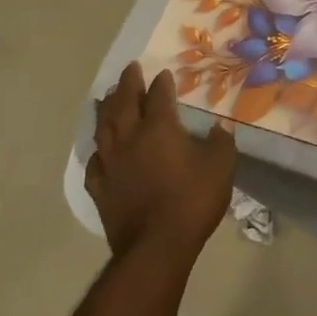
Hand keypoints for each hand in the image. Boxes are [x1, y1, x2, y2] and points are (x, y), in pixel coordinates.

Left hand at [85, 62, 235, 264]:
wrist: (157, 245)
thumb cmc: (193, 199)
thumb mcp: (221, 166)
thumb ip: (221, 142)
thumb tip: (220, 126)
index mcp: (160, 129)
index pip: (158, 96)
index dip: (161, 83)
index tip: (163, 73)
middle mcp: (130, 139)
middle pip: (124, 103)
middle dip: (128, 84)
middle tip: (130, 69)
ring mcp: (111, 163)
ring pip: (103, 128)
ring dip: (105, 108)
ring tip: (106, 96)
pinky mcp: (100, 188)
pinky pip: (95, 162)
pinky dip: (97, 149)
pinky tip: (99, 149)